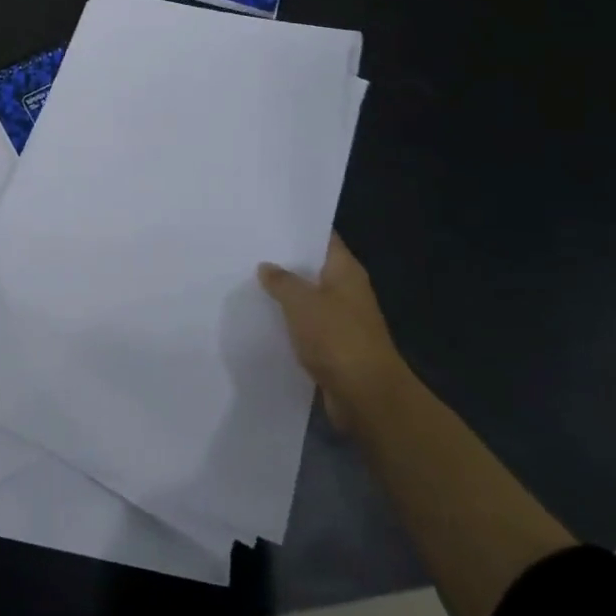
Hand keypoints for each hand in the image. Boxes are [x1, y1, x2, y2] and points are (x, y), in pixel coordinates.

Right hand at [258, 234, 405, 429]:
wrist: (367, 397)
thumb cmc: (337, 338)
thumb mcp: (301, 301)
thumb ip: (281, 280)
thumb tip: (267, 267)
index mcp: (346, 271)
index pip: (323, 237)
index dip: (298, 227)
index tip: (269, 219)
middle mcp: (348, 291)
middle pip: (314, 267)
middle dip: (285, 261)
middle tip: (250, 248)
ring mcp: (343, 320)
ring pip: (309, 298)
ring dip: (285, 294)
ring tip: (249, 281)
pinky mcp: (335, 346)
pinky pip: (308, 326)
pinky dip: (290, 322)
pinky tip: (264, 318)